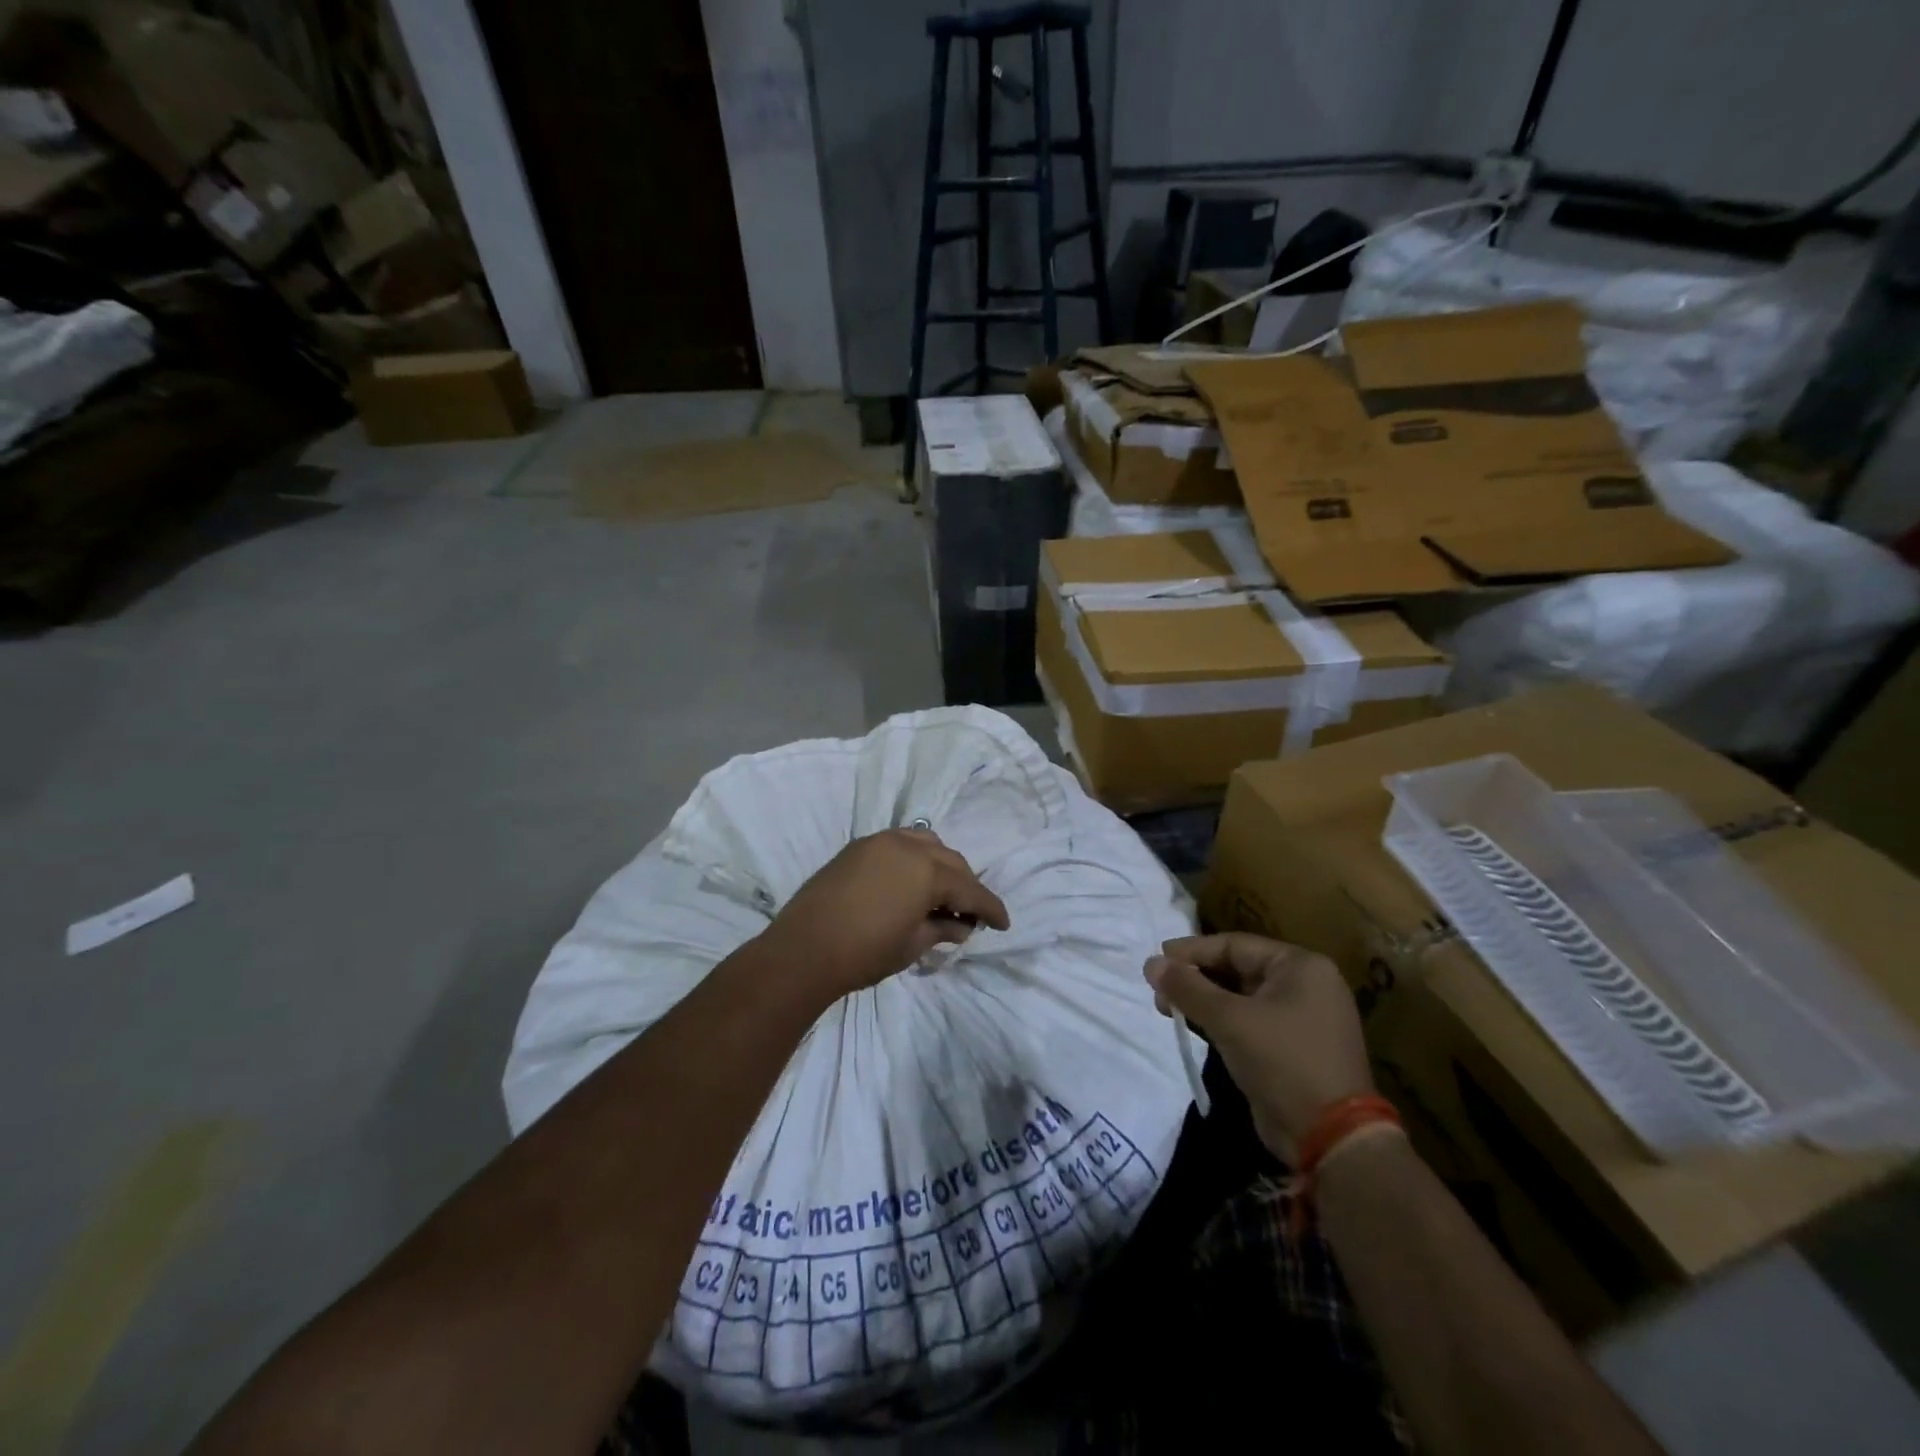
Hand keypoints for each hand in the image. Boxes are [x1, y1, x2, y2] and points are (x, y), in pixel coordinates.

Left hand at [762, 829, 1009, 1000]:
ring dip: (941, 865)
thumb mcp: (912, 945)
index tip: (1003, 924)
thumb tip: (962, 926)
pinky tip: (912, 881)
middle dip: (966, 885)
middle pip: (951, 861)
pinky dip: (915, 857)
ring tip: (942, 894)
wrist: (803, 951)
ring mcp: (880, 841)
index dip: (990, 908)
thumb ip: (941, 929)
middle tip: (971, 914)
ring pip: (926, 843)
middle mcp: (908, 846)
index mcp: (927, 872)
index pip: (971, 889)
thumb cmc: (864, 953)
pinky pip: (899, 842)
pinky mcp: (858, 846)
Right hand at [1145, 933, 1370, 1161]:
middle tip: (1158, 988)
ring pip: (1240, 998)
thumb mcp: (1229, 1019)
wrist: (1330, 1138)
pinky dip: (1220, 1022)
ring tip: (1166, 1008)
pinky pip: (1249, 1022)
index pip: (1235, 945)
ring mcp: (1301, 1018)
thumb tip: (1150, 963)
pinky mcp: (1292, 1048)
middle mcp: (1305, 985)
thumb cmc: (1282, 1061)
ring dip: (1203, 1001)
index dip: (1192, 951)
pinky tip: (1191, 1026)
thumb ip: (1187, 988)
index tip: (1157, 959)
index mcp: (1300, 966)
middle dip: (1195, 978)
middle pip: (1237, 969)